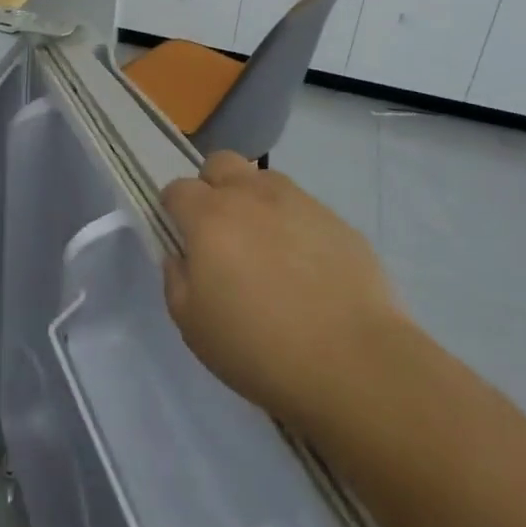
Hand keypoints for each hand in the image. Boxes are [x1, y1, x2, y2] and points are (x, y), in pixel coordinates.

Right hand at [161, 151, 402, 428]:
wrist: (353, 363)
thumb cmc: (258, 347)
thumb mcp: (192, 325)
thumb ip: (176, 280)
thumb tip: (182, 257)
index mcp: (210, 217)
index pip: (177, 189)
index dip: (173, 209)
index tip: (180, 237)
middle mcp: (252, 196)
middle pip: (220, 163)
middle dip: (212, 187)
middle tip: (220, 232)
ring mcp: (300, 203)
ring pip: (264, 180)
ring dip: (254, 201)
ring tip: (266, 248)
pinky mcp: (338, 221)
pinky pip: (304, 209)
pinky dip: (294, 226)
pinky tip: (306, 269)